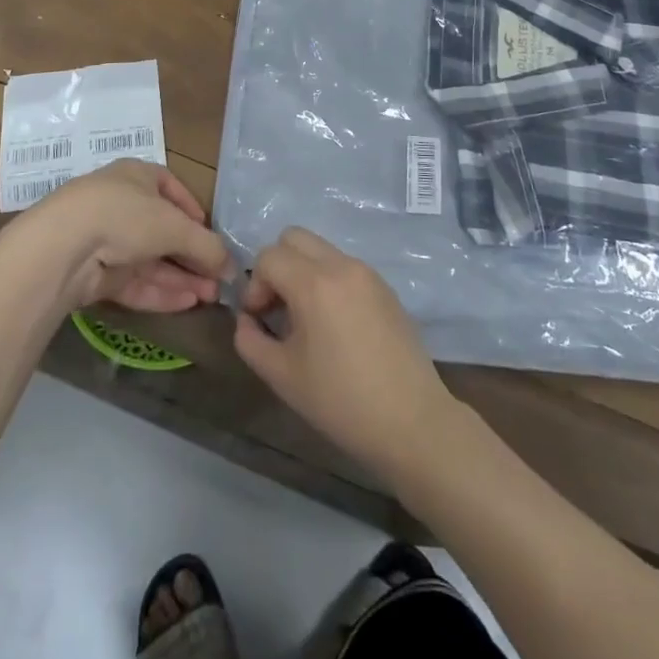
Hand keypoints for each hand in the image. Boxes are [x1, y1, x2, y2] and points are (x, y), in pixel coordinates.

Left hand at [29, 160, 232, 313]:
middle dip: (192, 256)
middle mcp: (121, 204)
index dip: (194, 211)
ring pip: (150, 260)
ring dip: (181, 278)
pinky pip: (134, 282)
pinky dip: (160, 292)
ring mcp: (106, 240)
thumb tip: (233, 268)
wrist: (63, 247)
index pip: (171, 189)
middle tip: (219, 279)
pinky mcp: (95, 274)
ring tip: (211, 297)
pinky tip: (187, 304)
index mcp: (137, 176)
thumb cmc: (126, 216)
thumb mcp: (175, 226)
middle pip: (163, 231)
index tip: (212, 235)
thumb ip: (207, 246)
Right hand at [232, 228, 459, 482]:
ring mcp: (367, 273)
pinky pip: (344, 266)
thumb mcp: (282, 376)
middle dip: (277, 266)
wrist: (411, 421)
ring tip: (306, 320)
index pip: (269, 256)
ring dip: (303, 272)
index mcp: (314, 283)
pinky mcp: (385, 287)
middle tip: (278, 308)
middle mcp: (342, 265)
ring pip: (321, 249)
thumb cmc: (341, 401)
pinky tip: (334, 325)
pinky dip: (328, 281)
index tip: (260, 319)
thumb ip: (250, 340)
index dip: (255, 285)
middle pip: (294, 237)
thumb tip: (246, 320)